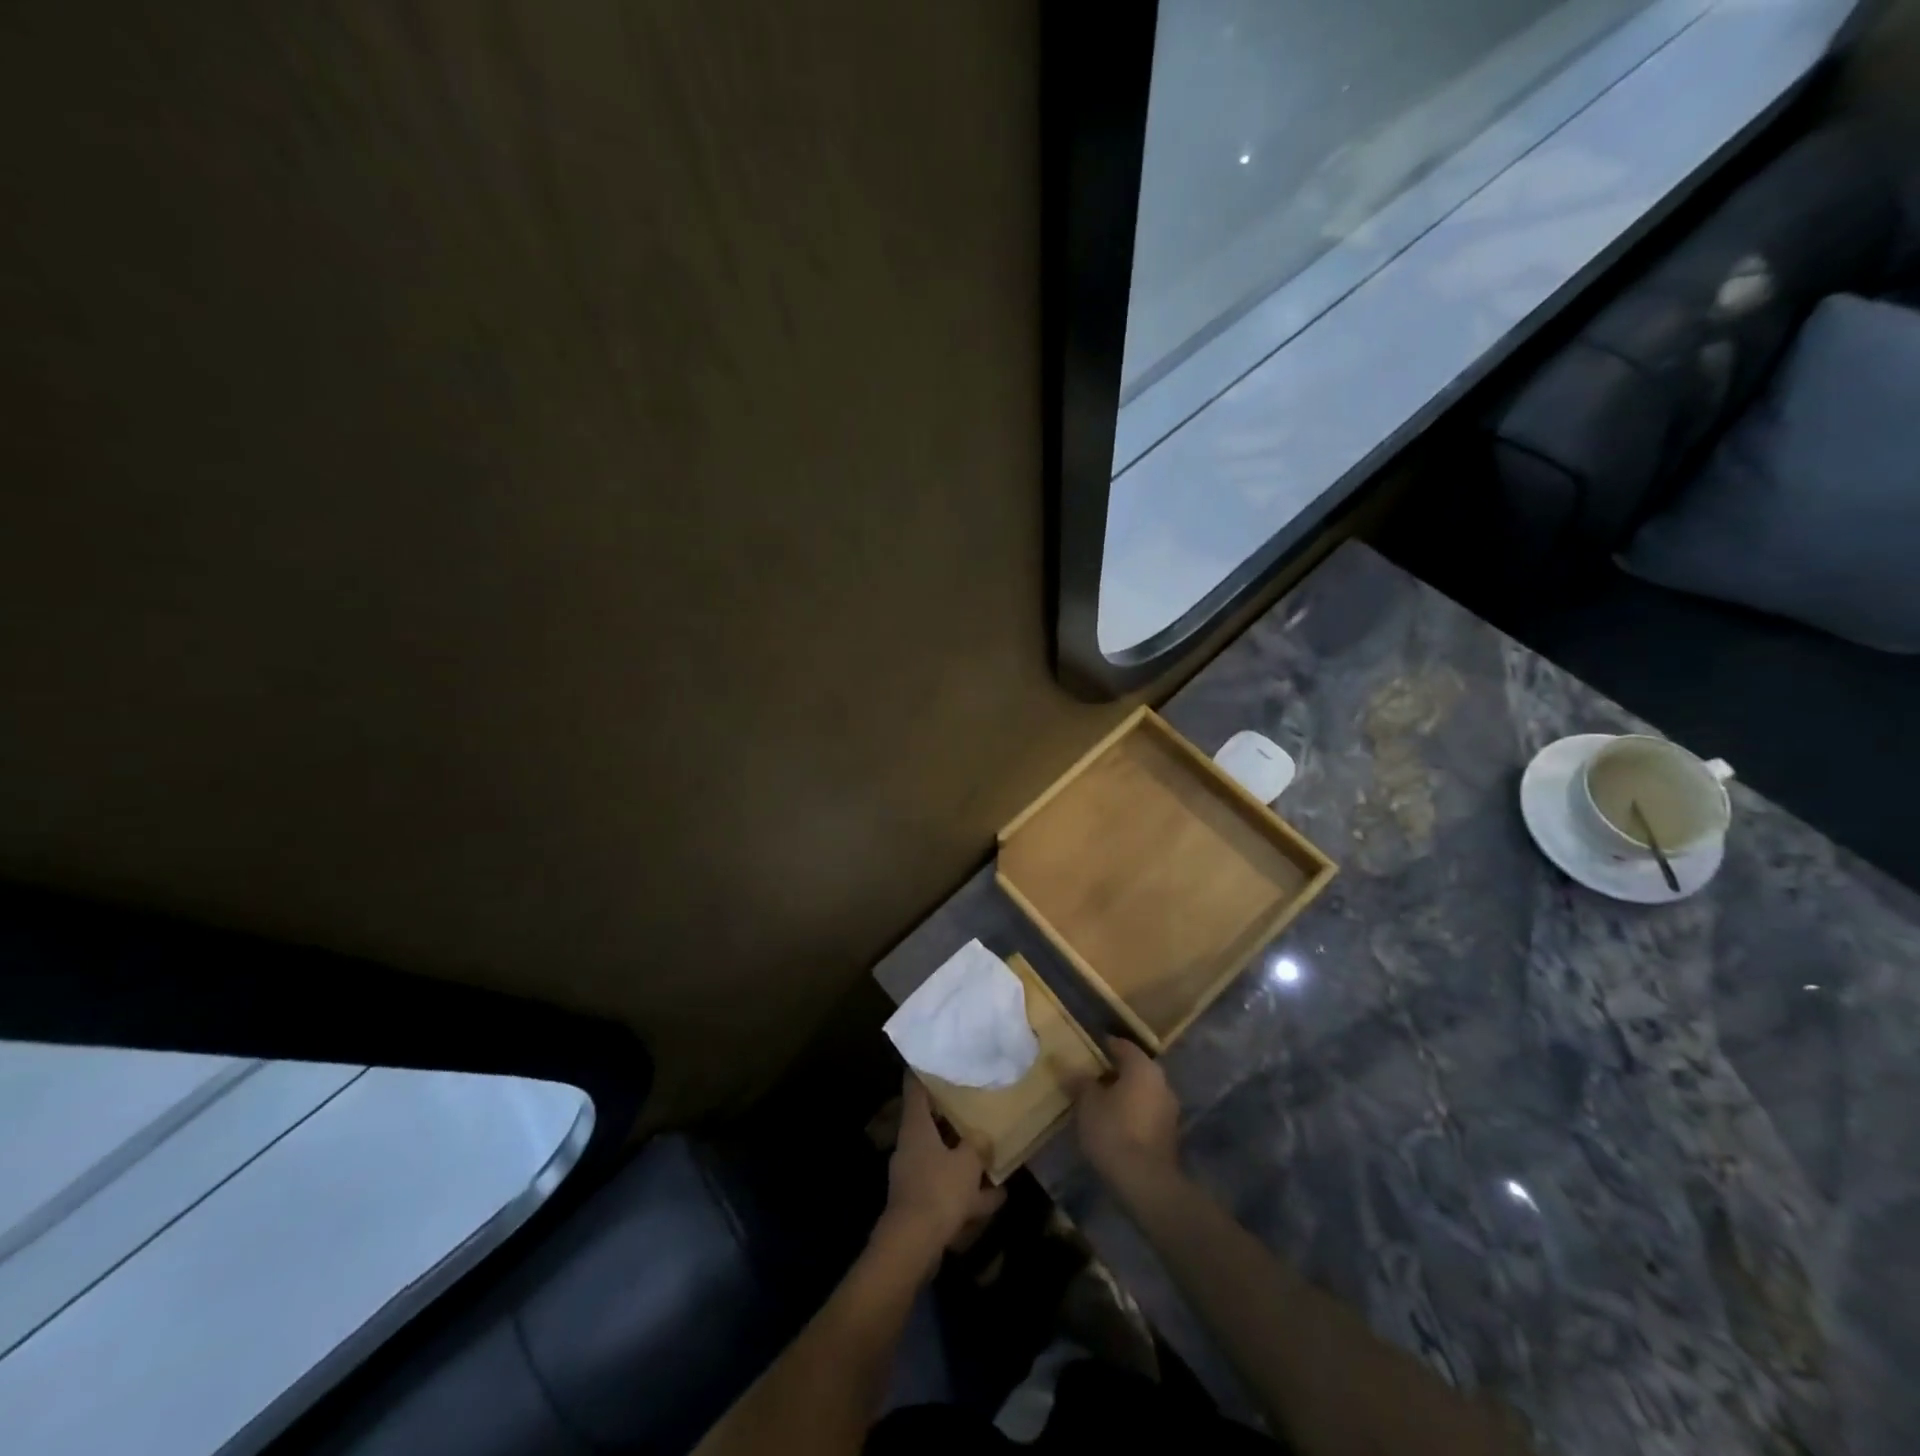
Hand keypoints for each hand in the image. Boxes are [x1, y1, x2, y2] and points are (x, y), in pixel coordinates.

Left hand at [877, 1077, 1004, 1258]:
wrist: (913, 1245)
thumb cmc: (938, 1190)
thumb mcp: (967, 1163)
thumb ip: (977, 1146)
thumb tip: (983, 1136)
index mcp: (916, 1128)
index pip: (915, 1089)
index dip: (924, 1072)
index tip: (936, 1060)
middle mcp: (910, 1147)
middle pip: (930, 1124)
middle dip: (951, 1119)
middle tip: (973, 1107)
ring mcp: (913, 1176)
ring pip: (942, 1159)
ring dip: (964, 1162)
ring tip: (992, 1160)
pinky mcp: (920, 1204)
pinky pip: (946, 1190)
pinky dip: (967, 1193)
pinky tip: (995, 1200)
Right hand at [1076, 1039, 1181, 1191]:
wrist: (1146, 1182)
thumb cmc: (1114, 1131)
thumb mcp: (1088, 1103)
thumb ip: (1080, 1082)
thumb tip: (1071, 1069)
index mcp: (1142, 1067)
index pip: (1122, 1045)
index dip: (1104, 1046)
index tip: (1087, 1051)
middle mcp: (1161, 1082)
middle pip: (1134, 1068)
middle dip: (1114, 1072)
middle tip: (1090, 1077)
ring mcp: (1169, 1109)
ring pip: (1142, 1091)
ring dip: (1124, 1094)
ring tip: (1099, 1102)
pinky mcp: (1170, 1134)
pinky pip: (1147, 1112)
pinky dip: (1132, 1113)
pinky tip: (1114, 1124)